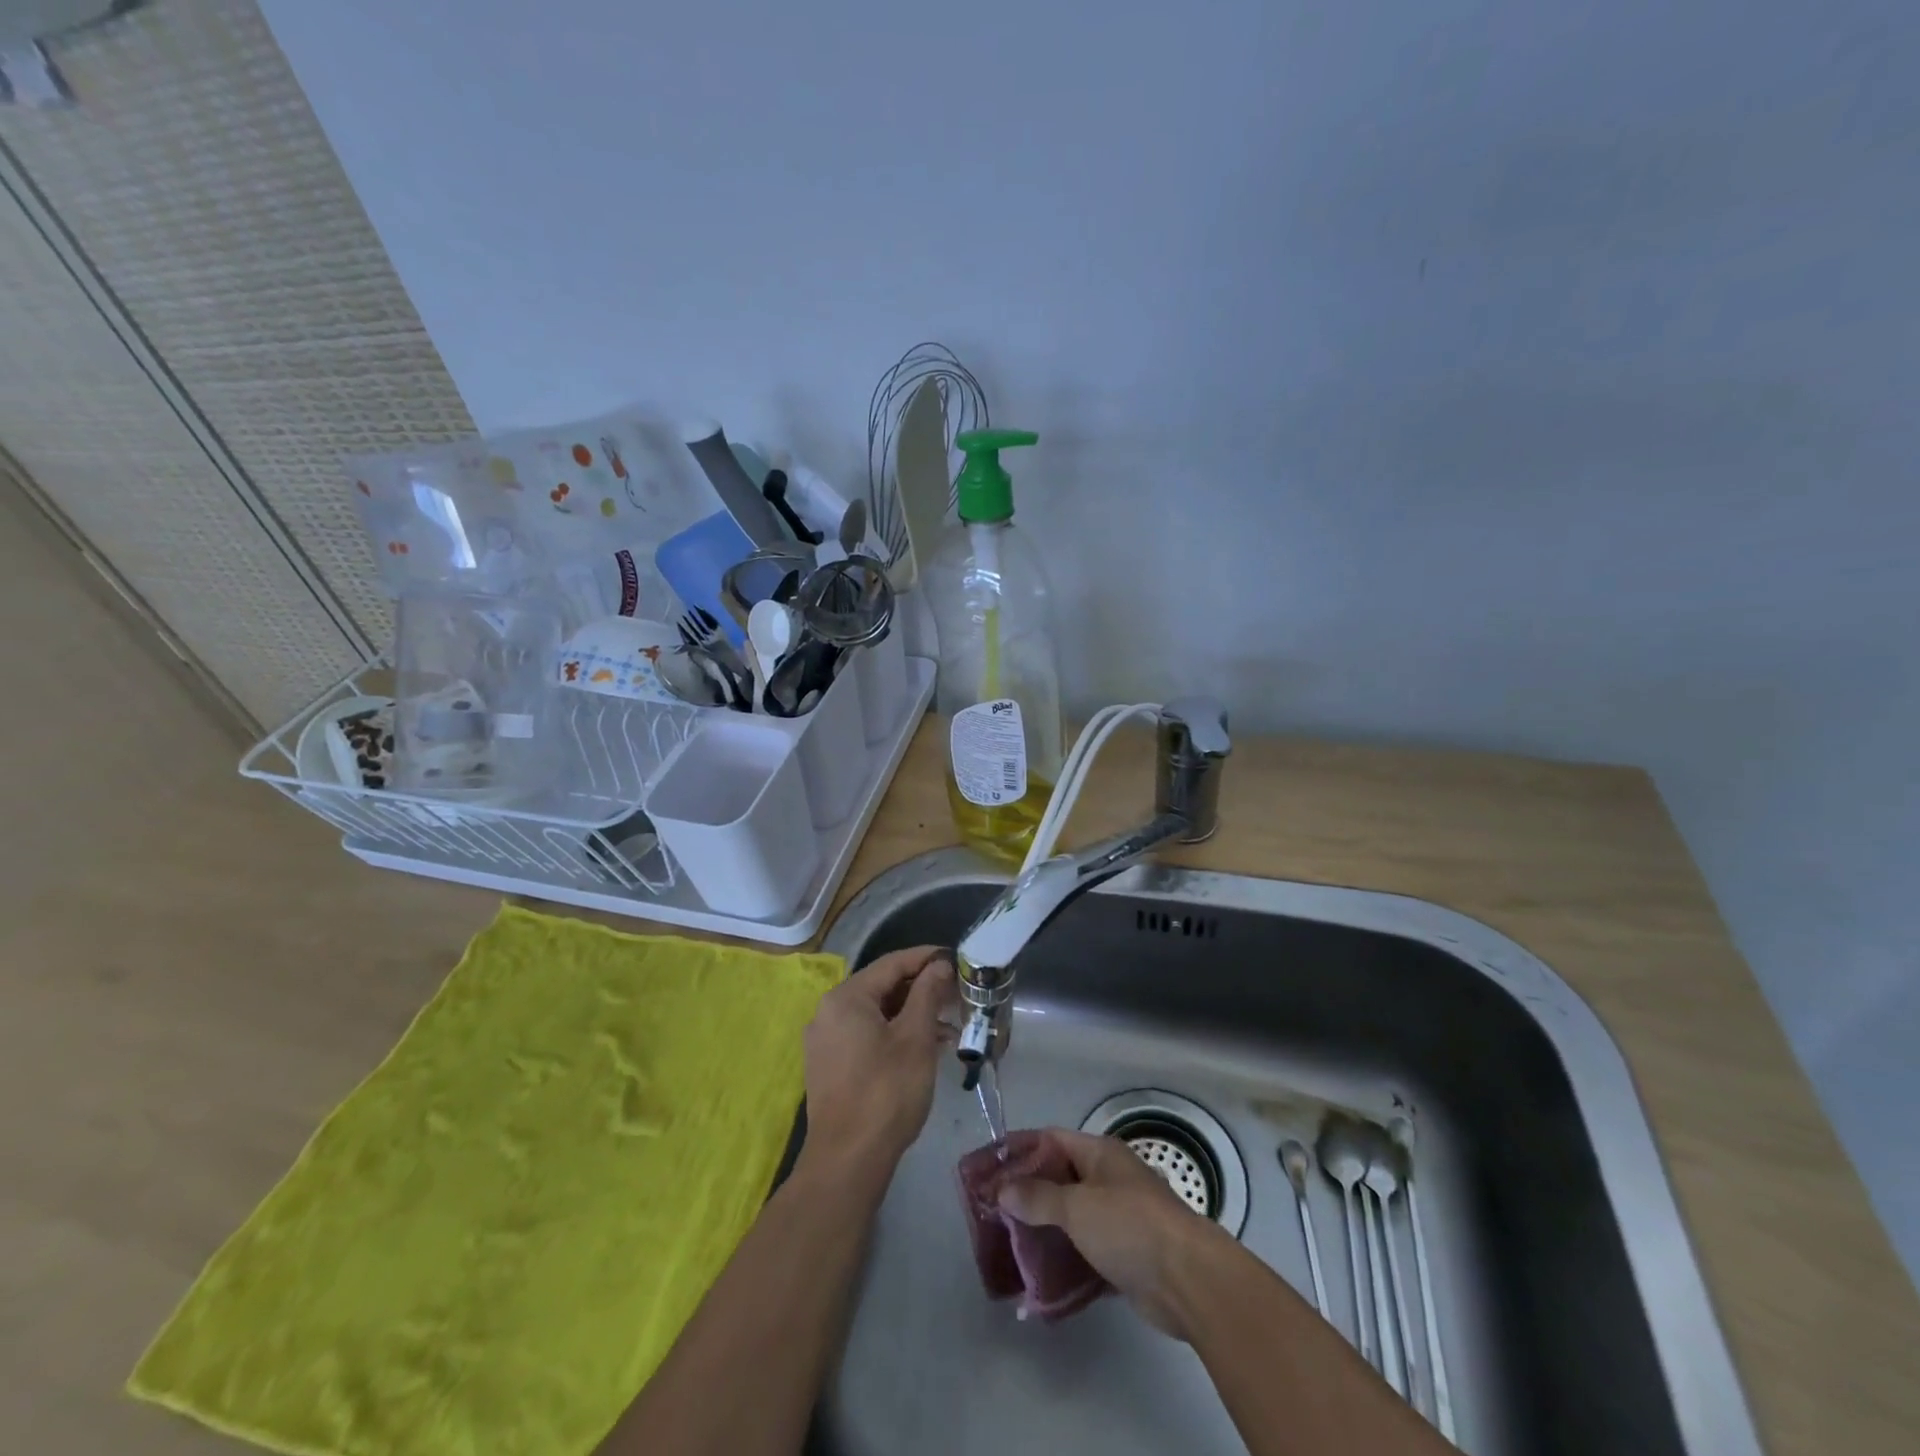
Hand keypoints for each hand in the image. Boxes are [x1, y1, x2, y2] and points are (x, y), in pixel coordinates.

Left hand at [800, 945, 955, 1189]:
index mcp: (845, 997)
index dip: (926, 958)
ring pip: (875, 1013)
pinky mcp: (828, 1066)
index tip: (955, 958)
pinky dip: (893, 1034)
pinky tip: (922, 1049)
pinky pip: (865, 1035)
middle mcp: (828, 1011)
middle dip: (921, 990)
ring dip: (910, 1015)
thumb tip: (939, 964)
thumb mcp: (915, 1038)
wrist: (847, 1161)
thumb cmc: (886, 1091)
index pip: (891, 964)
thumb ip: (928, 994)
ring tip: (948, 1028)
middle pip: (881, 987)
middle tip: (956, 994)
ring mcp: (825, 1040)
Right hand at [997, 1127, 1231, 1341]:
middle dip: (1026, 1191)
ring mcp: (1118, 1218)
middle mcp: (1109, 1179)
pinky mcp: (1124, 1256)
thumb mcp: (1077, 1206)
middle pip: (1059, 1178)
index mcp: (1100, 1154)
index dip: (1019, 1149)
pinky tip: (1037, 1277)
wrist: (1189, 1281)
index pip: (1051, 1140)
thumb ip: (1038, 1197)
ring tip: (1006, 1242)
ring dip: (1043, 1228)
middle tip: (991, 1208)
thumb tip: (1003, 1189)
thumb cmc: (1130, 1226)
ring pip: (1071, 1216)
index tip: (988, 1165)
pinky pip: (1084, 1252)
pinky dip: (1063, 1260)